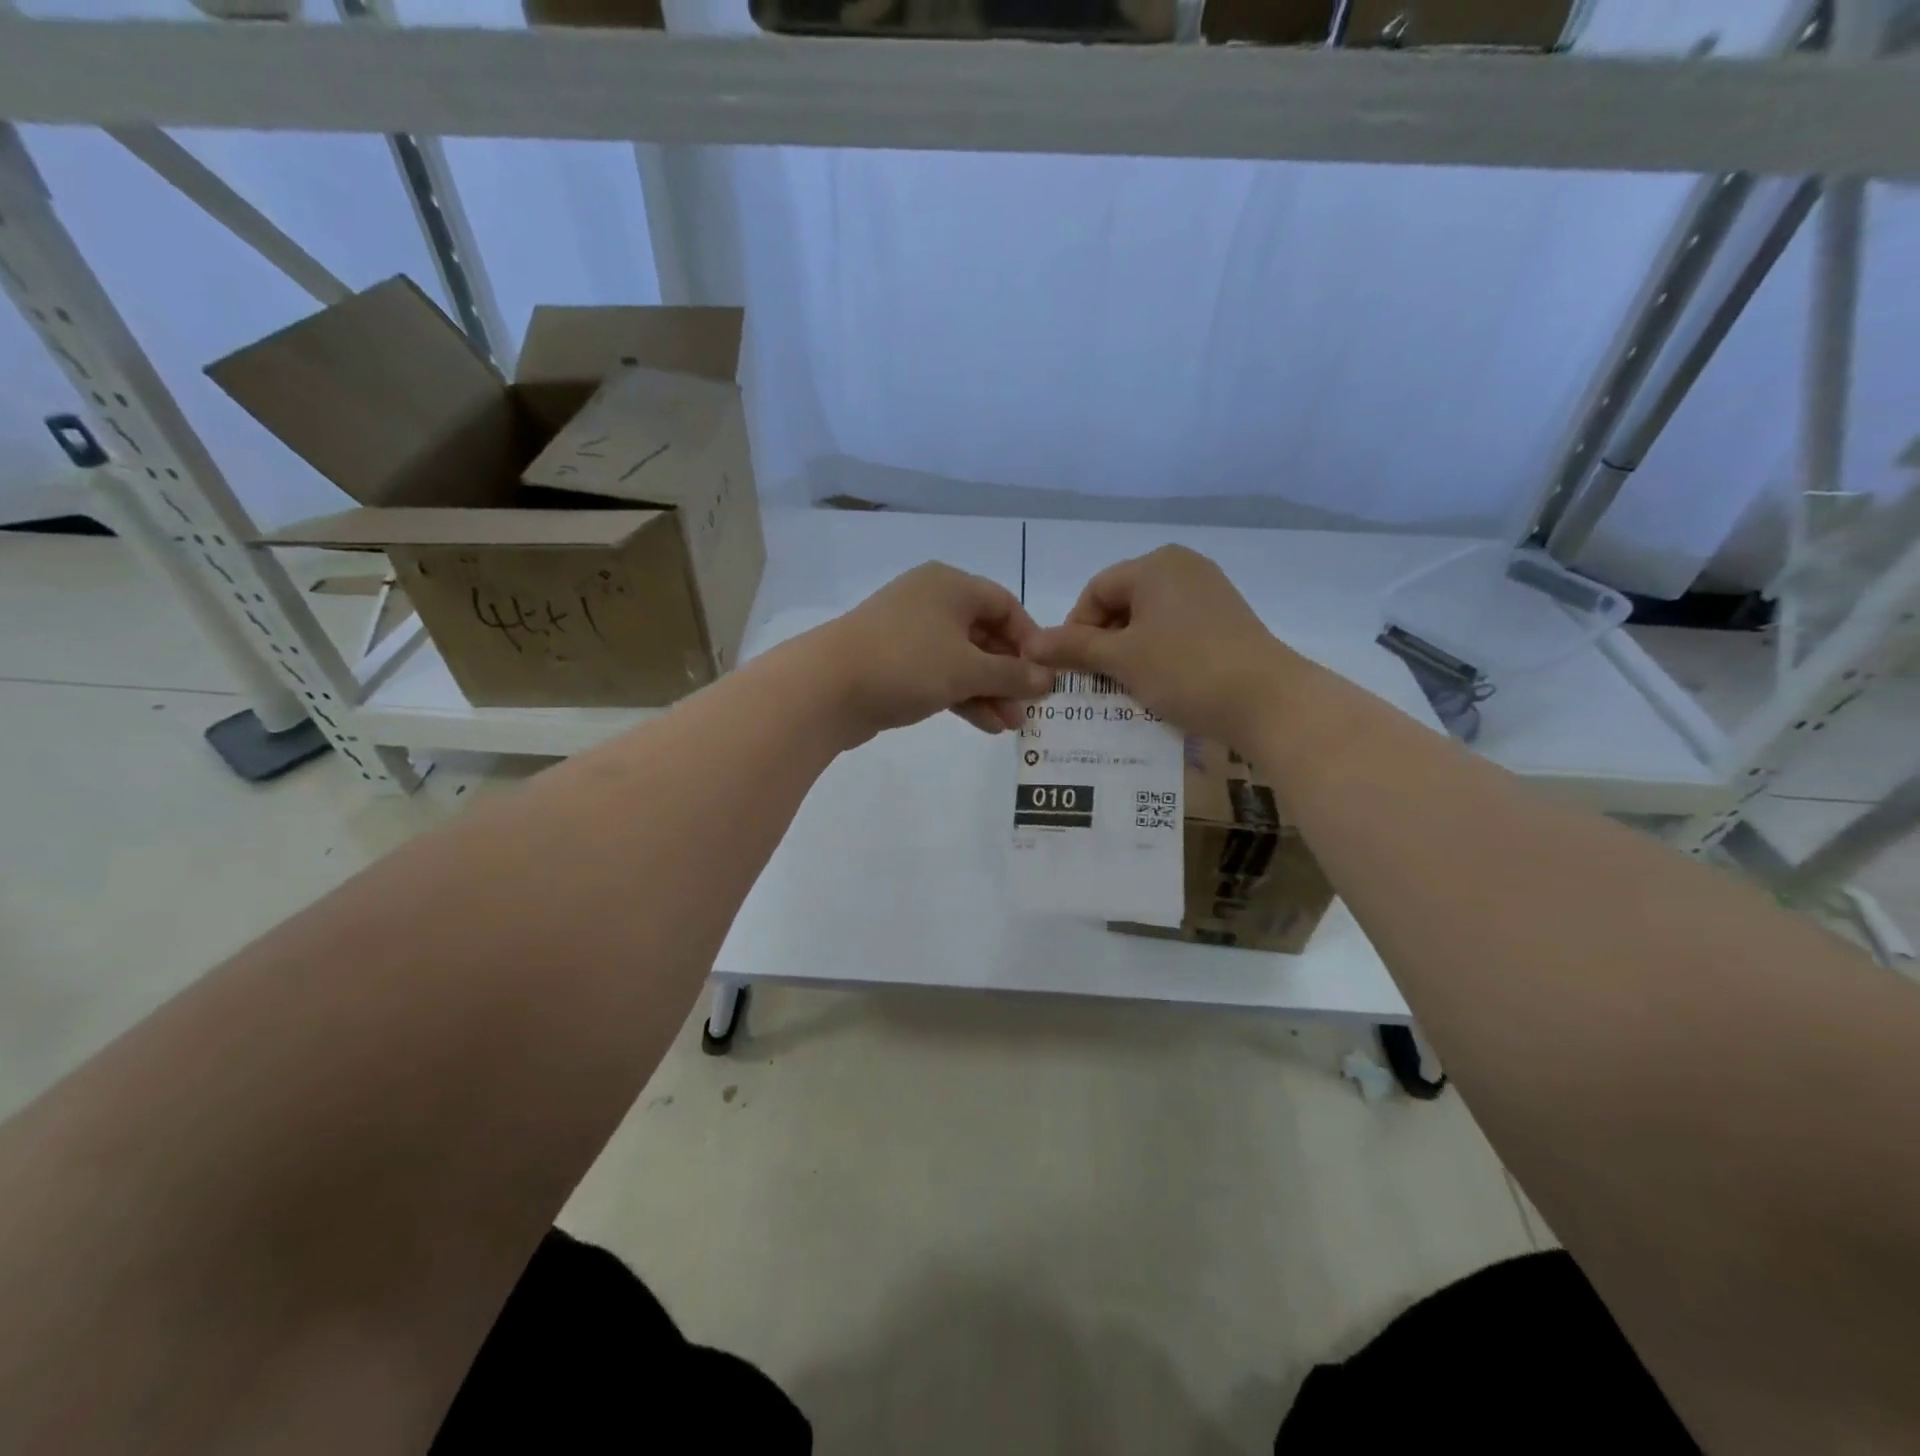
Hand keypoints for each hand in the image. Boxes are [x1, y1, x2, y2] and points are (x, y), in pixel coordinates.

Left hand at [803, 562, 1054, 744]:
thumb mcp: (967, 669)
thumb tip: (1047, 679)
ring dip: (989, 691)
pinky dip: (962, 696)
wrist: (825, 688)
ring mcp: (909, 634)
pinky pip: (939, 676)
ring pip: (962, 660)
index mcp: (950, 585)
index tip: (1045, 674)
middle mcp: (930, 602)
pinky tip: (985, 725)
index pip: (1005, 605)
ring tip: (1011, 726)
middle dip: (1009, 674)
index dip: (1030, 639)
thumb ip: (1011, 674)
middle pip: (984, 635)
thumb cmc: (906, 663)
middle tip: (1030, 708)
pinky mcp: (894, 664)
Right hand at [1025, 545, 1303, 745]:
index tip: (1071, 668)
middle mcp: (1183, 568)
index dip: (1075, 629)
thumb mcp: (1121, 659)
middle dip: (1101, 642)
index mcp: (1156, 565)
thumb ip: (1073, 647)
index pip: (1096, 591)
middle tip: (1093, 680)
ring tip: (1122, 687)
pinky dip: (1157, 655)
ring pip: (1148, 621)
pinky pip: (1175, 632)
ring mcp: (1209, 594)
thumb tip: (1030, 643)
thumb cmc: (1186, 669)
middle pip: (1122, 603)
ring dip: (1127, 653)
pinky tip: (1156, 684)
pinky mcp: (1226, 621)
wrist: (1268, 701)